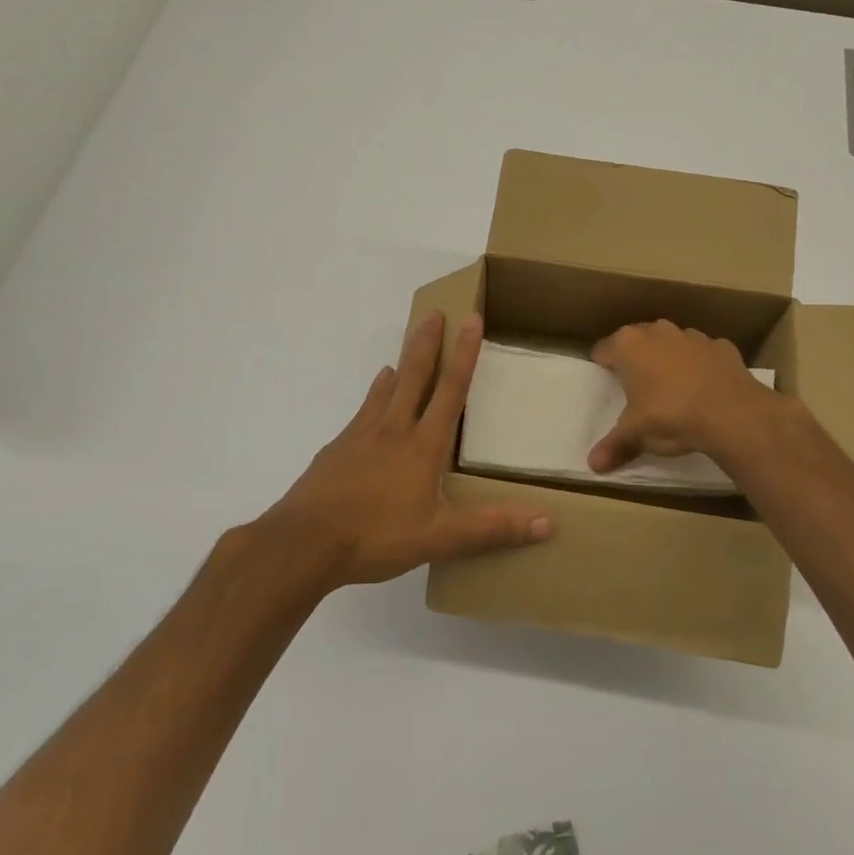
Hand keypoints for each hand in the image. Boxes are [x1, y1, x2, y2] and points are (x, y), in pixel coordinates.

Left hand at [259, 312, 552, 590]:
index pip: (451, 390)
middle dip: (427, 343)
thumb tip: (548, 523)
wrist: (305, 541)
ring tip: (409, 344)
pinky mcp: (338, 448)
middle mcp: (394, 430)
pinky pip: (363, 410)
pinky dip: (375, 394)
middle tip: (434, 313)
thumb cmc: (377, 537)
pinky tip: (375, 394)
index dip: (464, 354)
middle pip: (414, 376)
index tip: (470, 319)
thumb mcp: (440, 538)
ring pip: (387, 389)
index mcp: (423, 446)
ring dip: (401, 363)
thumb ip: (492, 529)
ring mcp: (361, 435)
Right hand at [588, 320, 779, 472]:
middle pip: (638, 341)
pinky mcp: (721, 346)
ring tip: (673, 389)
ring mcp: (692, 336)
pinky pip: (703, 355)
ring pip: (672, 344)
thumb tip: (592, 465)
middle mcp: (658, 331)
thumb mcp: (637, 435)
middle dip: (637, 360)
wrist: (733, 414)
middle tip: (638, 388)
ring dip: (669, 360)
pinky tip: (705, 389)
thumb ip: (614, 446)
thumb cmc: (671, 416)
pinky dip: (701, 366)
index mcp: (629, 345)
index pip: (603, 350)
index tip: (607, 383)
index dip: (603, 366)